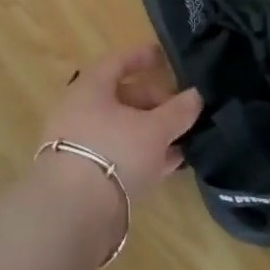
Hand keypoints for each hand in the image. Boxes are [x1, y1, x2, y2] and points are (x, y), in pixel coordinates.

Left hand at [41, 43, 201, 198]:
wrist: (73, 213)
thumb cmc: (115, 152)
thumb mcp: (155, 129)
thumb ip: (178, 111)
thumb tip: (196, 96)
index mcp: (90, 89)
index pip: (117, 62)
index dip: (141, 57)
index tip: (163, 56)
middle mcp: (79, 113)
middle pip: (120, 98)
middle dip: (153, 101)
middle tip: (180, 108)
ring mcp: (78, 146)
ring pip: (121, 130)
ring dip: (150, 132)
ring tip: (181, 137)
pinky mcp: (83, 177)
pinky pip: (118, 156)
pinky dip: (142, 155)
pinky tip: (169, 163)